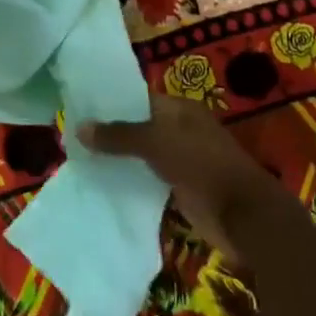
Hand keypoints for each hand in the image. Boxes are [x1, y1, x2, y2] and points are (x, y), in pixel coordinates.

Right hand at [80, 94, 280, 259]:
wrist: (242, 215)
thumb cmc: (201, 165)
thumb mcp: (156, 143)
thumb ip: (119, 136)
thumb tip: (78, 126)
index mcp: (181, 110)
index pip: (140, 100)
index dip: (112, 104)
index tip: (80, 109)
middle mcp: (182, 131)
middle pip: (140, 128)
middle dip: (112, 134)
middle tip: (74, 137)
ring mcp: (183, 161)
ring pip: (143, 156)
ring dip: (120, 160)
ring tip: (81, 160)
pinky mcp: (182, 189)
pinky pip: (149, 180)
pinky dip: (131, 182)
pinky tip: (104, 185)